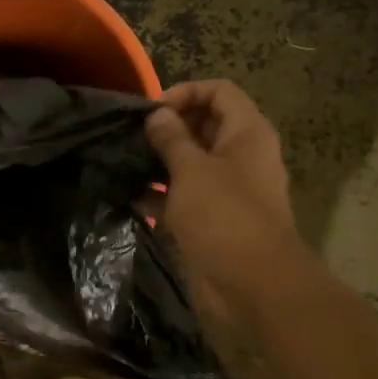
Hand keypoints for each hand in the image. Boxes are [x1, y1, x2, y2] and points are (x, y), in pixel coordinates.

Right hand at [144, 80, 315, 301]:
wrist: (252, 286)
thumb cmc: (224, 216)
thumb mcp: (192, 170)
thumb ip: (171, 138)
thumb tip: (156, 115)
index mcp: (247, 133)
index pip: (219, 91)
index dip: (185, 93)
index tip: (152, 111)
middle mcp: (241, 155)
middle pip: (204, 124)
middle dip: (169, 126)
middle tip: (133, 135)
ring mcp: (228, 189)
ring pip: (192, 161)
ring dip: (161, 159)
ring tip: (125, 160)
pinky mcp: (213, 218)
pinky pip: (185, 194)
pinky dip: (161, 191)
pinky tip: (130, 193)